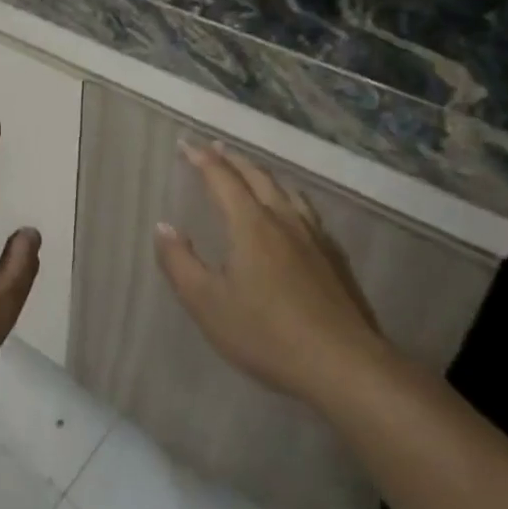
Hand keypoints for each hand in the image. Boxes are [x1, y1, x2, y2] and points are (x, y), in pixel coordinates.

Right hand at [154, 142, 388, 402]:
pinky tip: (293, 213)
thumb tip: (164, 226)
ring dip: (262, 174)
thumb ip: (179, 262)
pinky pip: (307, 211)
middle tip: (214, 147)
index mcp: (251, 225)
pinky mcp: (334, 258)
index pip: (221, 178)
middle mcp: (284, 220)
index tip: (185, 143)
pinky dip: (288, 197)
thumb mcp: (207, 303)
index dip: (201, 158)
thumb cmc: (266, 334)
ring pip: (286, 191)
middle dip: (232, 159)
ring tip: (251, 172)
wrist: (343, 365)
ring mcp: (314, 237)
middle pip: (257, 177)